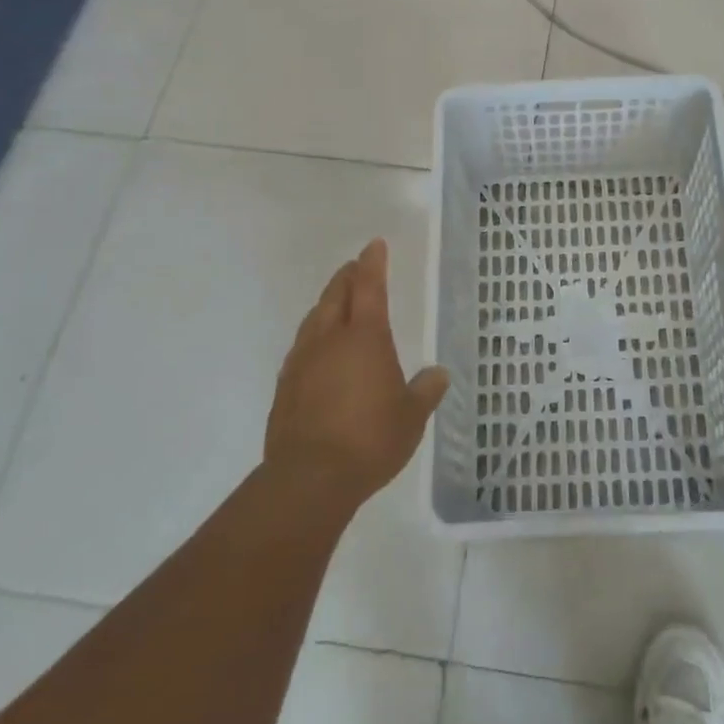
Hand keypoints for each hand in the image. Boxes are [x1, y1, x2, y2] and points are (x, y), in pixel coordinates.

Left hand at [264, 239, 448, 511]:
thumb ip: (425, 391)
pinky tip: (317, 352)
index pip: (370, 287)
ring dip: (326, 305)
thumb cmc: (370, 439)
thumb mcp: (412, 417)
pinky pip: (301, 348)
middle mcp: (330, 340)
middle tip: (354, 267)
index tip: (375, 245)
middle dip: (346, 277)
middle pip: (335, 296)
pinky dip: (313, 338)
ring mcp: (302, 362)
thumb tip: (438, 374)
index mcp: (366, 338)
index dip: (373, 263)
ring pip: (313, 320)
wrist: (309, 479)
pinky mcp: (285, 388)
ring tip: (335, 304)